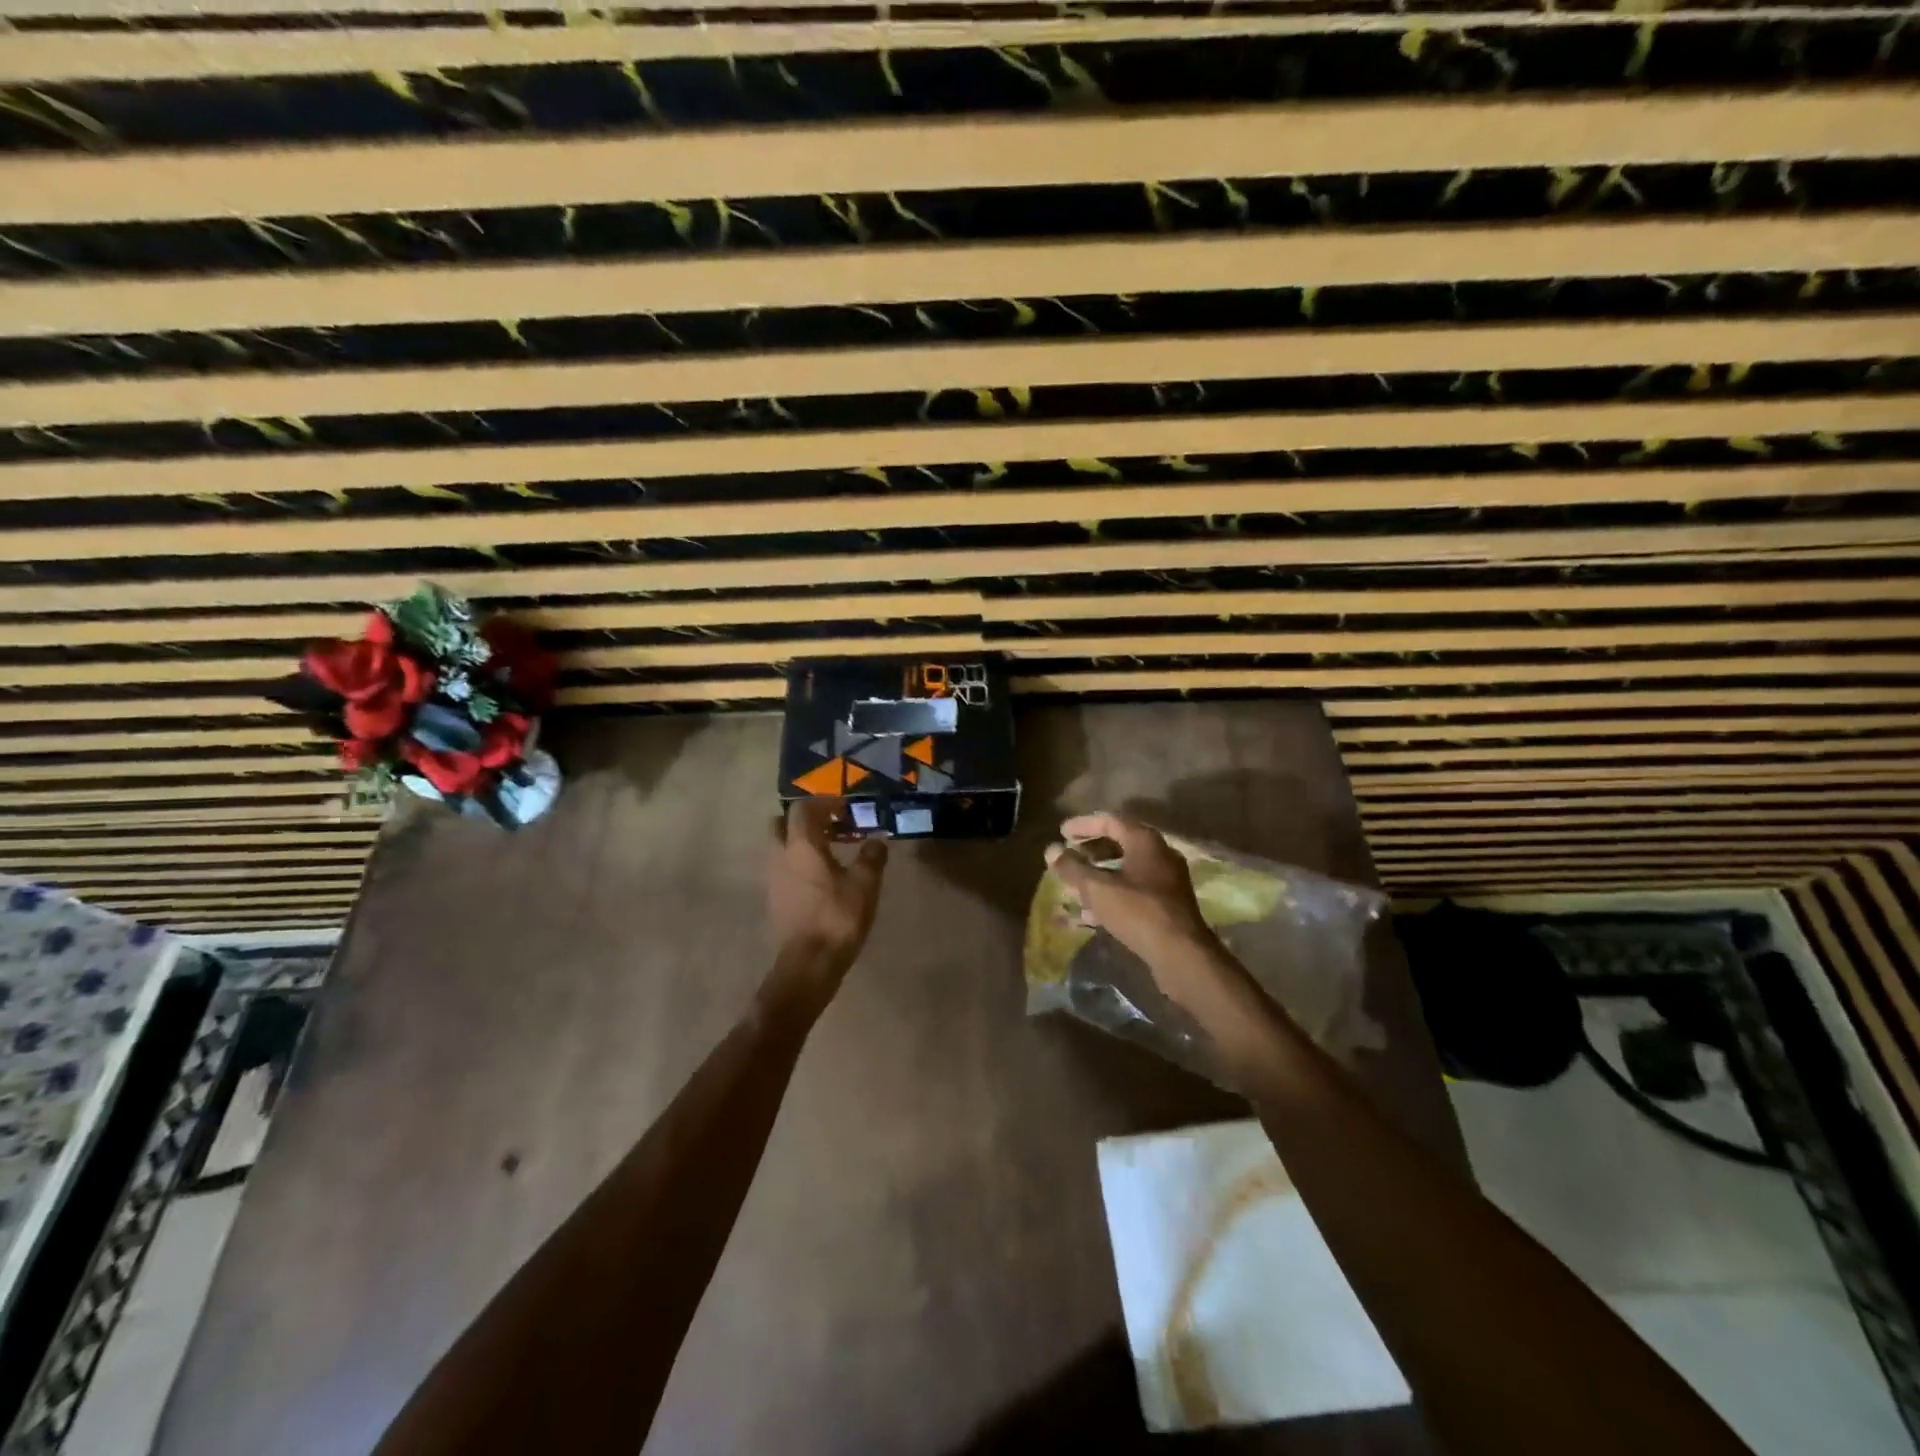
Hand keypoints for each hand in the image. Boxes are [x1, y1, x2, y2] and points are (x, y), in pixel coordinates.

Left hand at [765, 799, 887, 1008]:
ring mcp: (773, 878)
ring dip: (801, 843)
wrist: (809, 963)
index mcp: (801, 846)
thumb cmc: (837, 917)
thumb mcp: (865, 884)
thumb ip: (872, 856)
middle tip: (832, 826)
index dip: (824, 803)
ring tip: (831, 852)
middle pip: (782, 824)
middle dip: (805, 820)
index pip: (802, 808)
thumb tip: (877, 840)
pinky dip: (799, 863)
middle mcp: (780, 856)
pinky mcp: (774, 898)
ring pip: (781, 847)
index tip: (846, 809)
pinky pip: (783, 868)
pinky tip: (822, 878)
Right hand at [1045, 812, 1239, 1016]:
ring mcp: (1167, 879)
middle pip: (1120, 842)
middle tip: (1068, 855)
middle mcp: (1160, 854)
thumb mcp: (1097, 888)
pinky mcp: (1168, 903)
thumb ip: (1072, 867)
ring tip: (1075, 884)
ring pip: (1127, 868)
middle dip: (1091, 849)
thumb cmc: (1138, 912)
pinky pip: (1134, 889)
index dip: (1083, 825)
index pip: (1110, 820)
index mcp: (1145, 841)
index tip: (1061, 832)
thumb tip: (1051, 850)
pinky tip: (1092, 912)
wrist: (1181, 954)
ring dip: (1100, 873)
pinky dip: (1112, 892)